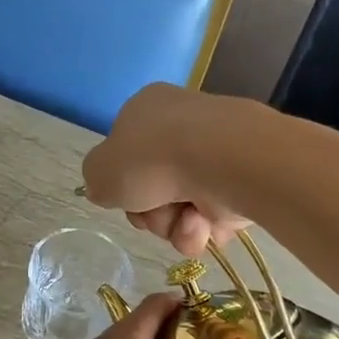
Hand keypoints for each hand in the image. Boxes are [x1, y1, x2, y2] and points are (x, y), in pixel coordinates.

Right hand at [82, 84, 249, 257]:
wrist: (222, 161)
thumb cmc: (152, 158)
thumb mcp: (100, 170)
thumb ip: (96, 181)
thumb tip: (108, 190)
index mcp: (146, 110)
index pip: (125, 153)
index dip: (121, 183)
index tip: (122, 197)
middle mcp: (182, 126)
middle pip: (151, 188)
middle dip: (149, 212)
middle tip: (151, 213)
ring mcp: (215, 154)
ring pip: (179, 208)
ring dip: (174, 225)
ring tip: (186, 220)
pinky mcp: (242, 180)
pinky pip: (211, 218)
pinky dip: (204, 229)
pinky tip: (205, 225)